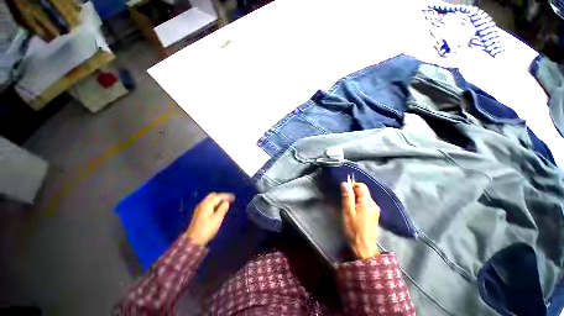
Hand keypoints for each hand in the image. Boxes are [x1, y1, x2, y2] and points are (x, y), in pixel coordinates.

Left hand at [185, 193, 234, 245]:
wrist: (193, 241)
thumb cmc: (207, 229)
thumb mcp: (217, 219)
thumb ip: (223, 209)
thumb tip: (226, 202)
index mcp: (207, 204)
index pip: (218, 196)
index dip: (226, 196)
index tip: (234, 197)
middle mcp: (202, 204)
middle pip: (213, 196)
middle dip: (221, 196)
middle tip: (229, 199)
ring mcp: (200, 209)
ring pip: (210, 200)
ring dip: (218, 200)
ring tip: (225, 204)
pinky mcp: (199, 214)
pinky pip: (208, 205)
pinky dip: (214, 204)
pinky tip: (218, 208)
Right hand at [341, 182, 379, 259]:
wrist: (364, 248)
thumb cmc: (354, 229)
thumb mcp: (348, 212)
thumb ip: (347, 197)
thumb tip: (345, 183)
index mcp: (368, 202)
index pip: (362, 186)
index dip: (352, 185)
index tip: (344, 191)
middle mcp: (374, 204)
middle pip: (363, 192)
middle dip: (353, 193)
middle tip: (345, 201)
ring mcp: (375, 210)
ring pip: (364, 198)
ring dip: (356, 199)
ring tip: (348, 207)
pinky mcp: (374, 215)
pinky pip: (366, 204)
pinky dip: (359, 204)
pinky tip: (354, 212)